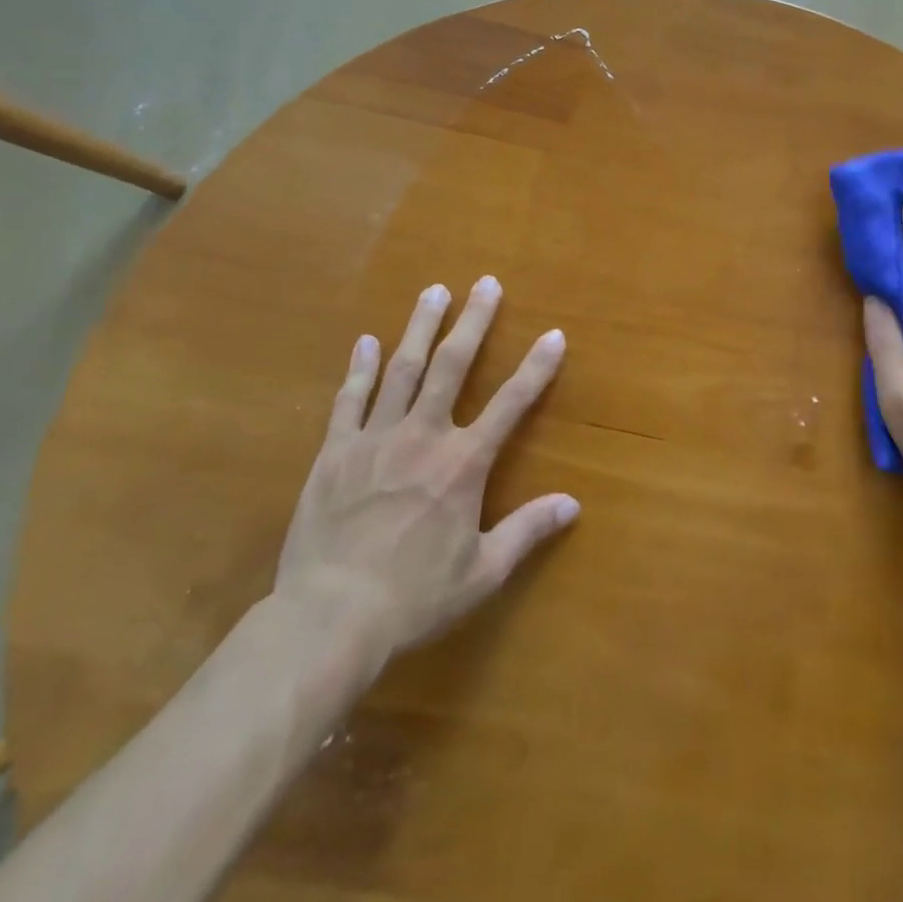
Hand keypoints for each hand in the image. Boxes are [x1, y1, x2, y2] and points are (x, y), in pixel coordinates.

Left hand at [273, 278, 578, 687]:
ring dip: (420, 328)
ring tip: (434, 291)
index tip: (554, 334)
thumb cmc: (413, 598)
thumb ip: (527, 531)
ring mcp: (375, 439)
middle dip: (473, 322)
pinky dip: (360, 368)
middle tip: (485, 283)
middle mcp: (423, 437)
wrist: (328, 619)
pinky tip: (367, 342)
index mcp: (462, 464)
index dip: (536, 367)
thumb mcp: (482, 572)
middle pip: (452, 367)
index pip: (510, 404)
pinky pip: (349, 400)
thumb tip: (574, 504)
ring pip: (402, 370)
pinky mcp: (334, 453)